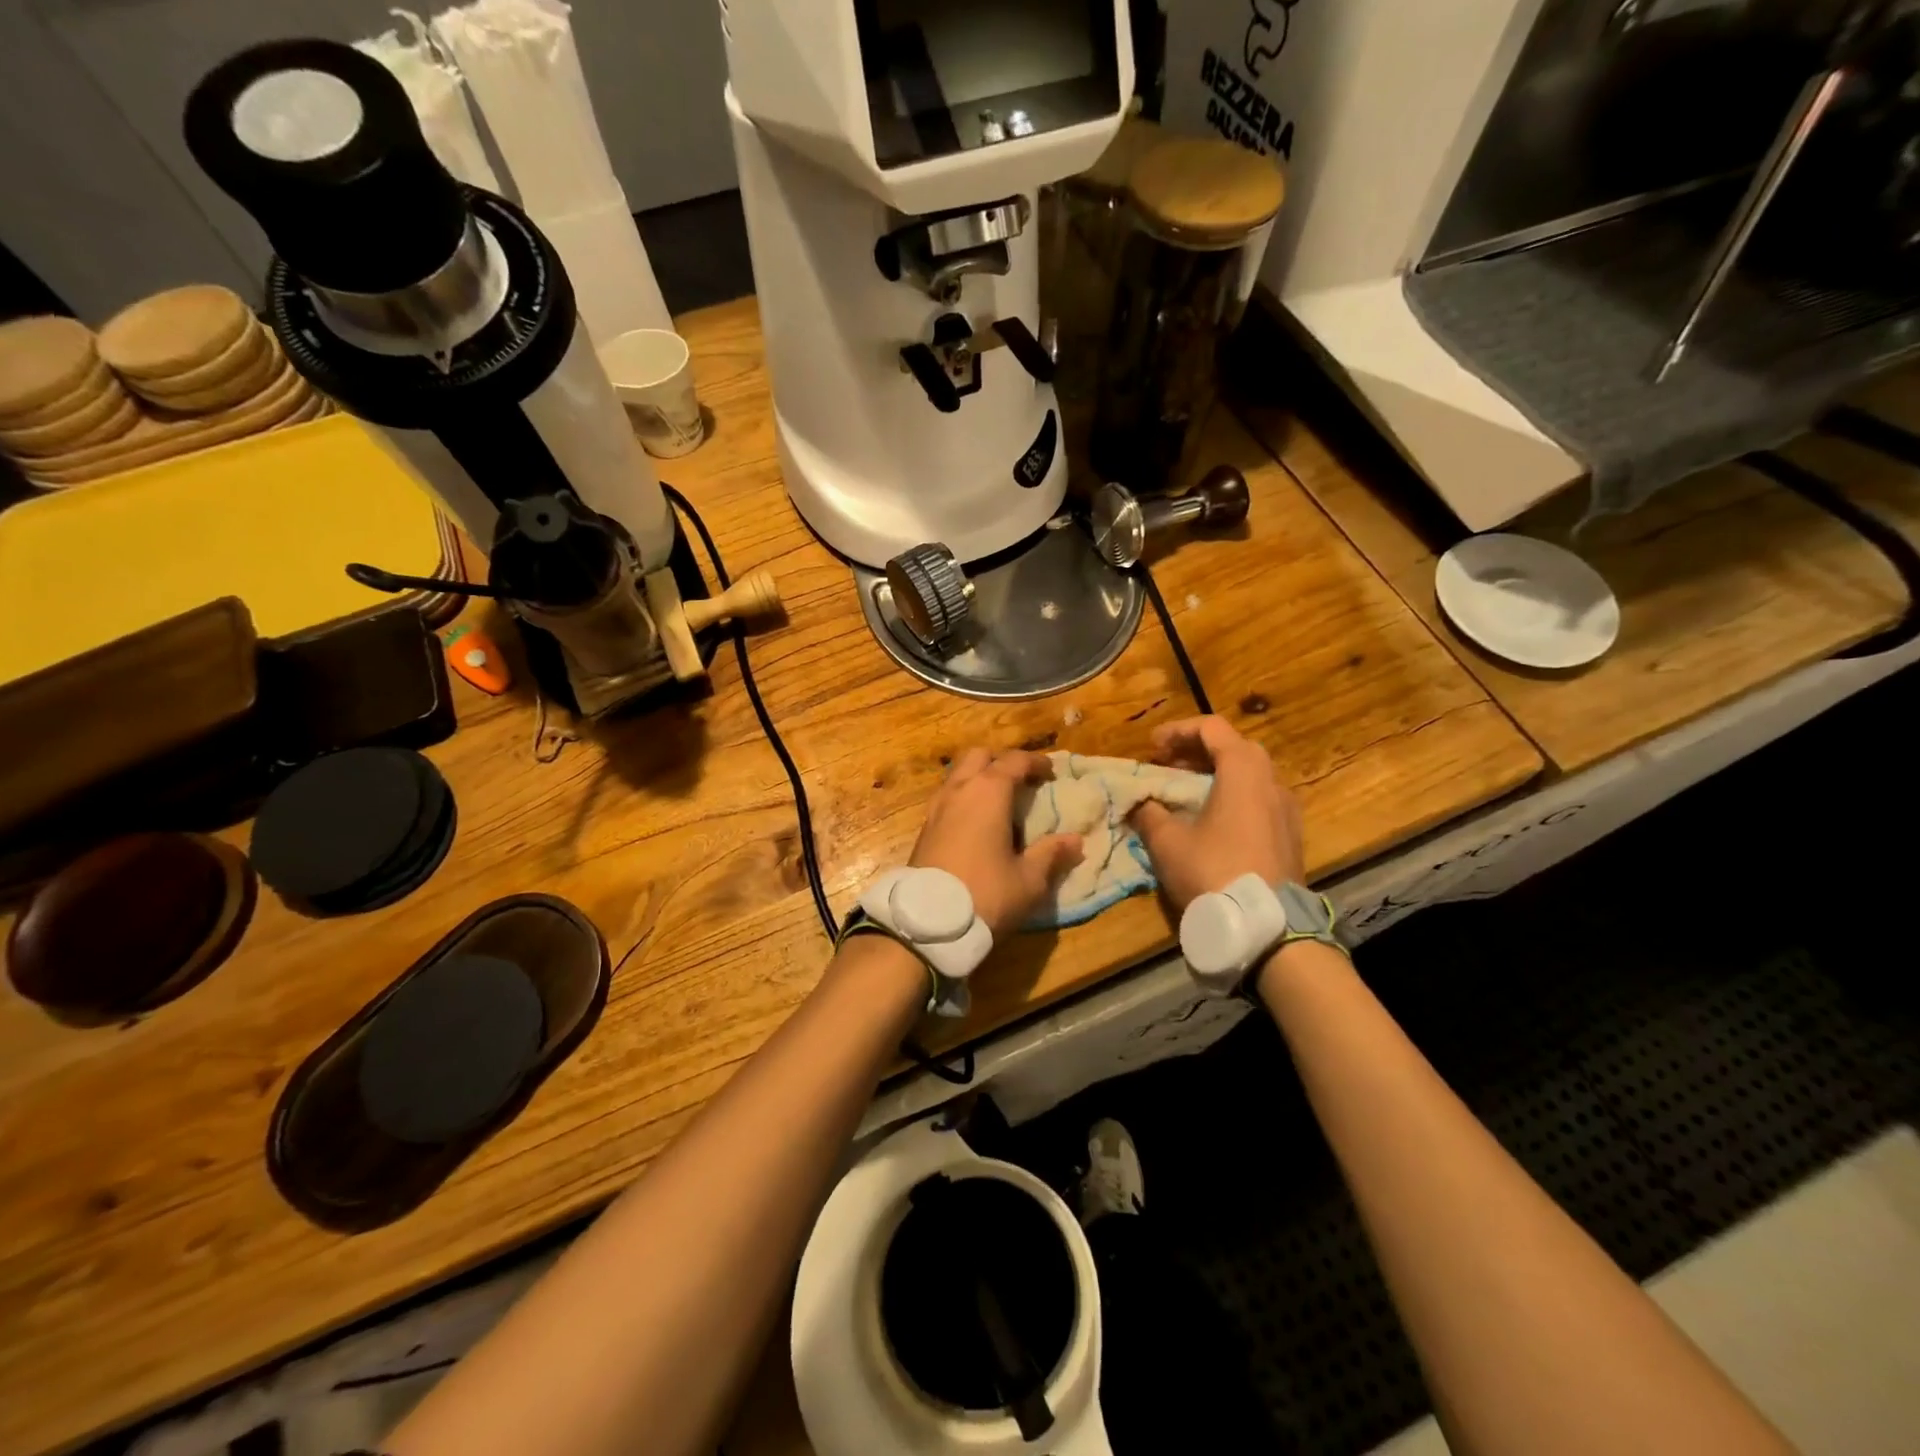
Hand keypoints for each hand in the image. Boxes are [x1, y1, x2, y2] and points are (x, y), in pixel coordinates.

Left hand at [909, 749, 1083, 940]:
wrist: (927, 924)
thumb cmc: (985, 894)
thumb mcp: (1028, 880)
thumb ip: (1051, 855)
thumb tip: (1075, 841)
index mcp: (988, 792)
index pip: (1014, 761)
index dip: (1035, 763)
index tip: (1051, 773)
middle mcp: (959, 790)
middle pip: (979, 756)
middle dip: (1001, 762)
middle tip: (1021, 782)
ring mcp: (936, 807)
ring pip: (957, 774)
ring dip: (978, 778)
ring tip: (999, 802)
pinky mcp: (924, 828)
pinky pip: (947, 797)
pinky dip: (964, 797)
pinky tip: (976, 824)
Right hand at [1128, 716, 1303, 911]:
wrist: (1265, 925)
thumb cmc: (1212, 870)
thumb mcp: (1166, 840)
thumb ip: (1149, 812)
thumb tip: (1139, 803)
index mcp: (1243, 769)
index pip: (1210, 727)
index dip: (1176, 731)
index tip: (1151, 748)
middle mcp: (1271, 780)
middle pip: (1233, 747)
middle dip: (1195, 752)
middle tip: (1167, 766)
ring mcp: (1286, 808)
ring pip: (1249, 775)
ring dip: (1215, 775)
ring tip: (1185, 794)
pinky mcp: (1291, 835)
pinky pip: (1259, 800)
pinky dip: (1232, 797)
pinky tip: (1211, 821)